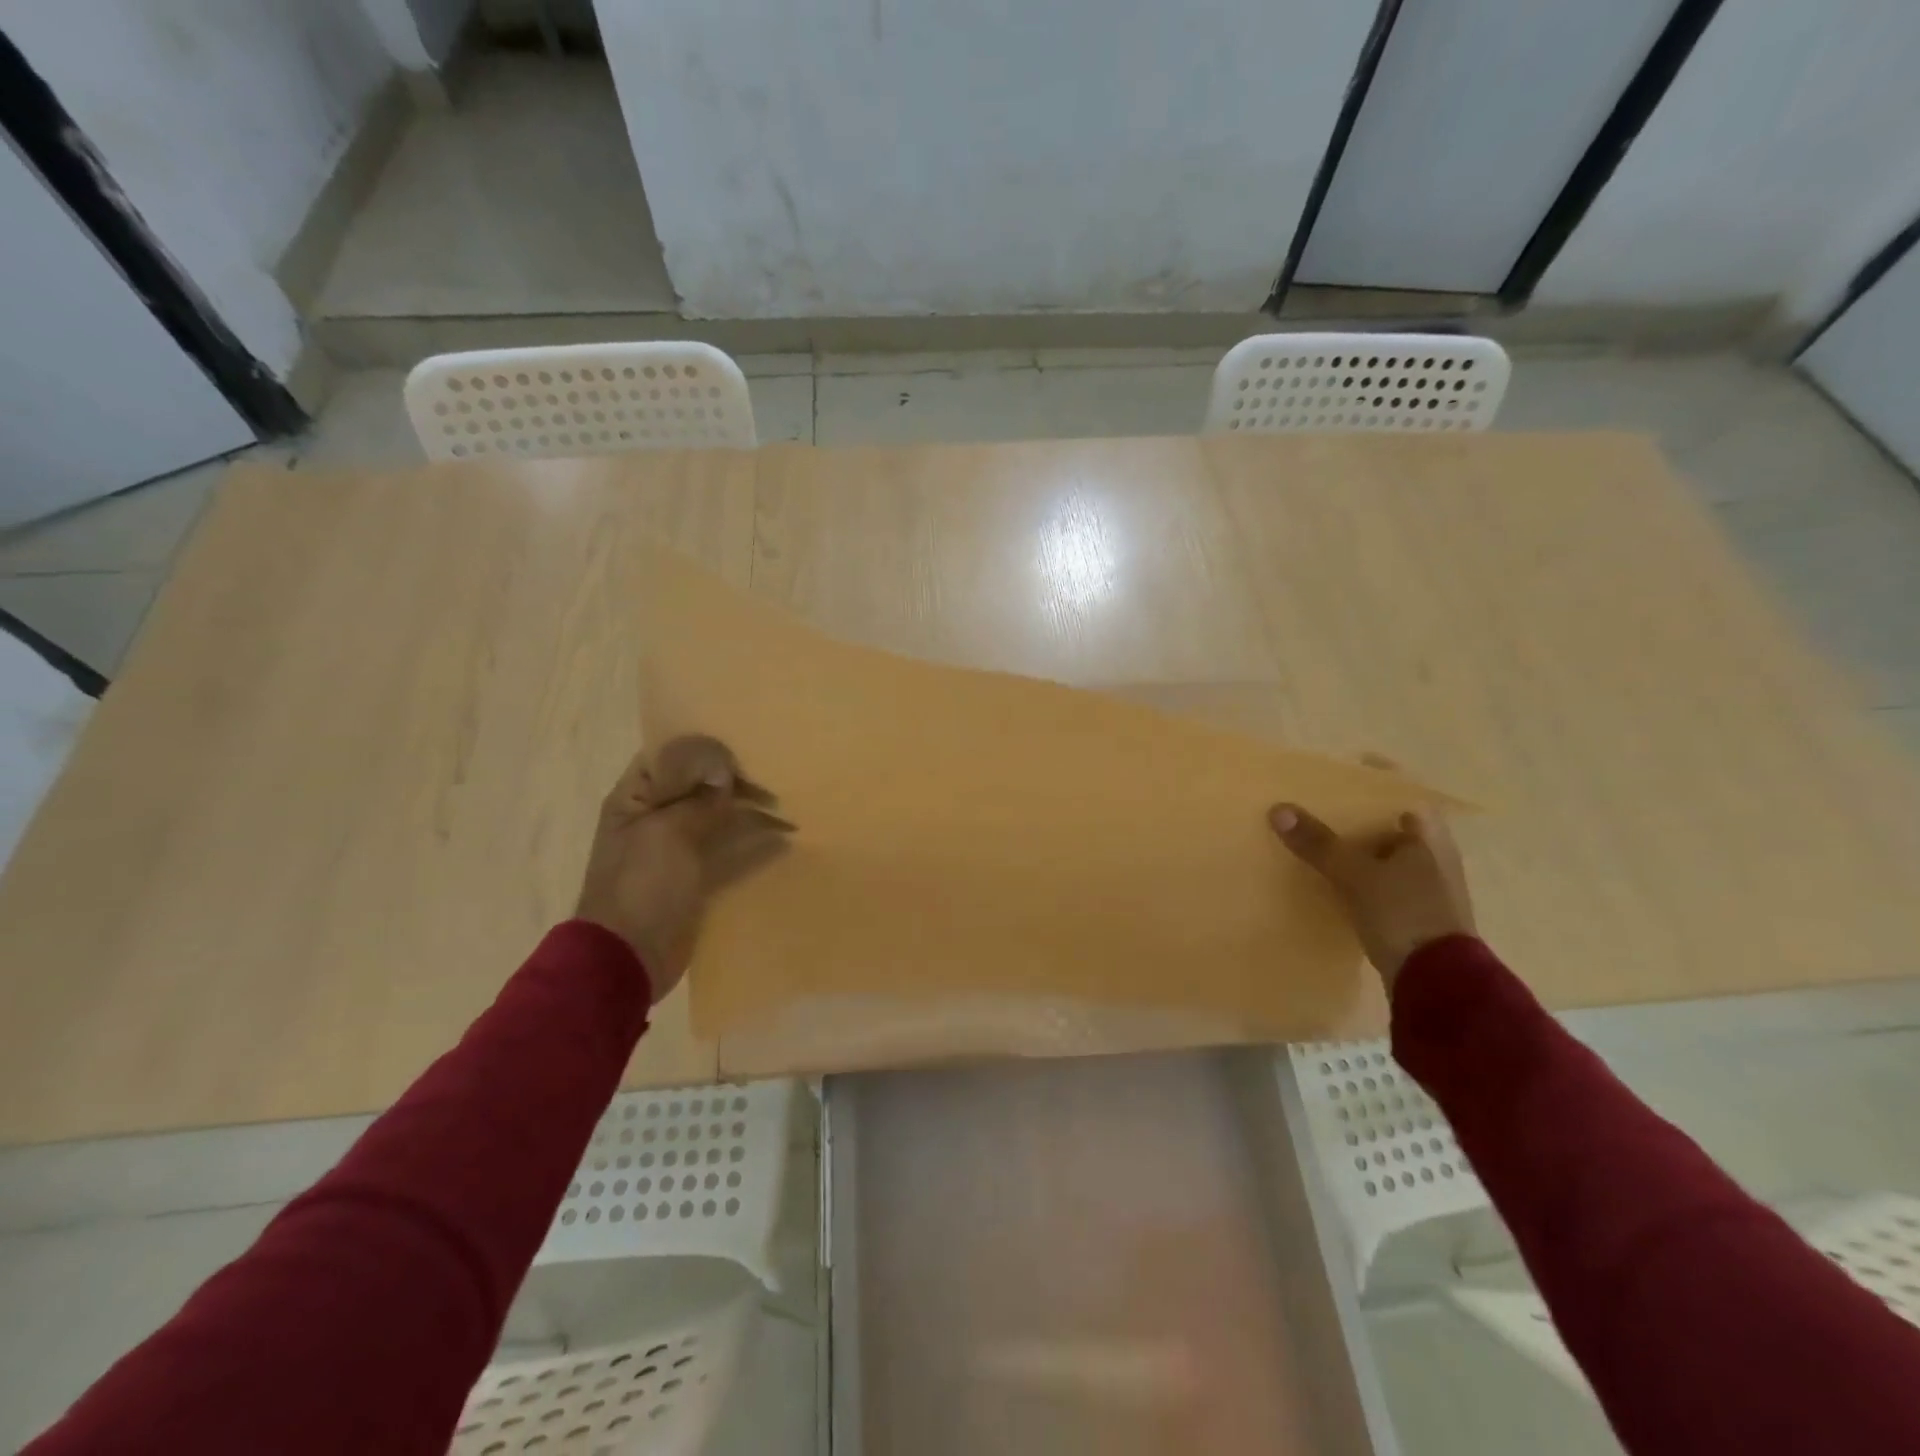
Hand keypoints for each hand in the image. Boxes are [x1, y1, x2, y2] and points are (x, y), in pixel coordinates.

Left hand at [574, 735, 791, 1003]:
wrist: (628, 958)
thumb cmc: (641, 886)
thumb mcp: (667, 833)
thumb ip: (699, 800)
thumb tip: (726, 772)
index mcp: (636, 797)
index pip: (669, 754)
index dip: (704, 749)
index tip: (743, 750)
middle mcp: (656, 815)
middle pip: (700, 784)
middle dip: (736, 780)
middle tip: (775, 777)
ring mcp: (678, 847)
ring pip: (719, 816)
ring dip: (750, 810)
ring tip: (787, 807)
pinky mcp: (698, 875)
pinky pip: (729, 849)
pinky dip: (754, 843)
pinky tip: (785, 840)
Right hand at [1268, 794, 1473, 995]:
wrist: (1439, 982)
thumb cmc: (1405, 914)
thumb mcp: (1356, 874)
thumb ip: (1318, 842)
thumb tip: (1277, 809)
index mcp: (1429, 832)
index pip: (1401, 788)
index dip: (1373, 775)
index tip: (1339, 768)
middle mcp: (1433, 851)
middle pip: (1389, 818)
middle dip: (1355, 811)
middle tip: (1316, 801)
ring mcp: (1426, 881)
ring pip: (1383, 849)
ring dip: (1354, 842)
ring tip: (1315, 834)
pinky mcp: (1414, 909)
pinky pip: (1380, 875)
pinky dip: (1357, 869)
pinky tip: (1330, 874)